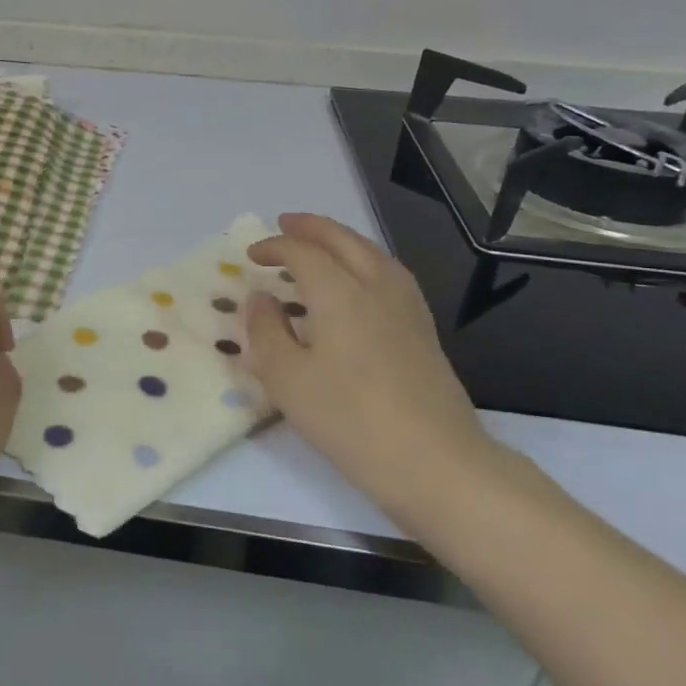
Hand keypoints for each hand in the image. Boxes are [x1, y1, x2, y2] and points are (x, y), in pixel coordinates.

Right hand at [243, 213, 499, 519]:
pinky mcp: (423, 329)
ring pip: (372, 253)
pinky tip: (361, 280)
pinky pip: (389, 273)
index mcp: (340, 293)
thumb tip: (260, 299)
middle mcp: (376, 287)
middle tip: (285, 223)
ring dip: (341, 239)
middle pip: (343, 240)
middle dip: (311, 228)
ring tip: (320, 243)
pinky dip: (365, 260)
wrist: (435, 461)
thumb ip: (266, 332)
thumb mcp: (288, 380)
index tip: (250, 255)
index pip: (303, 252)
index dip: (273, 247)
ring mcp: (407, 307)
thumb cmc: (350, 420)